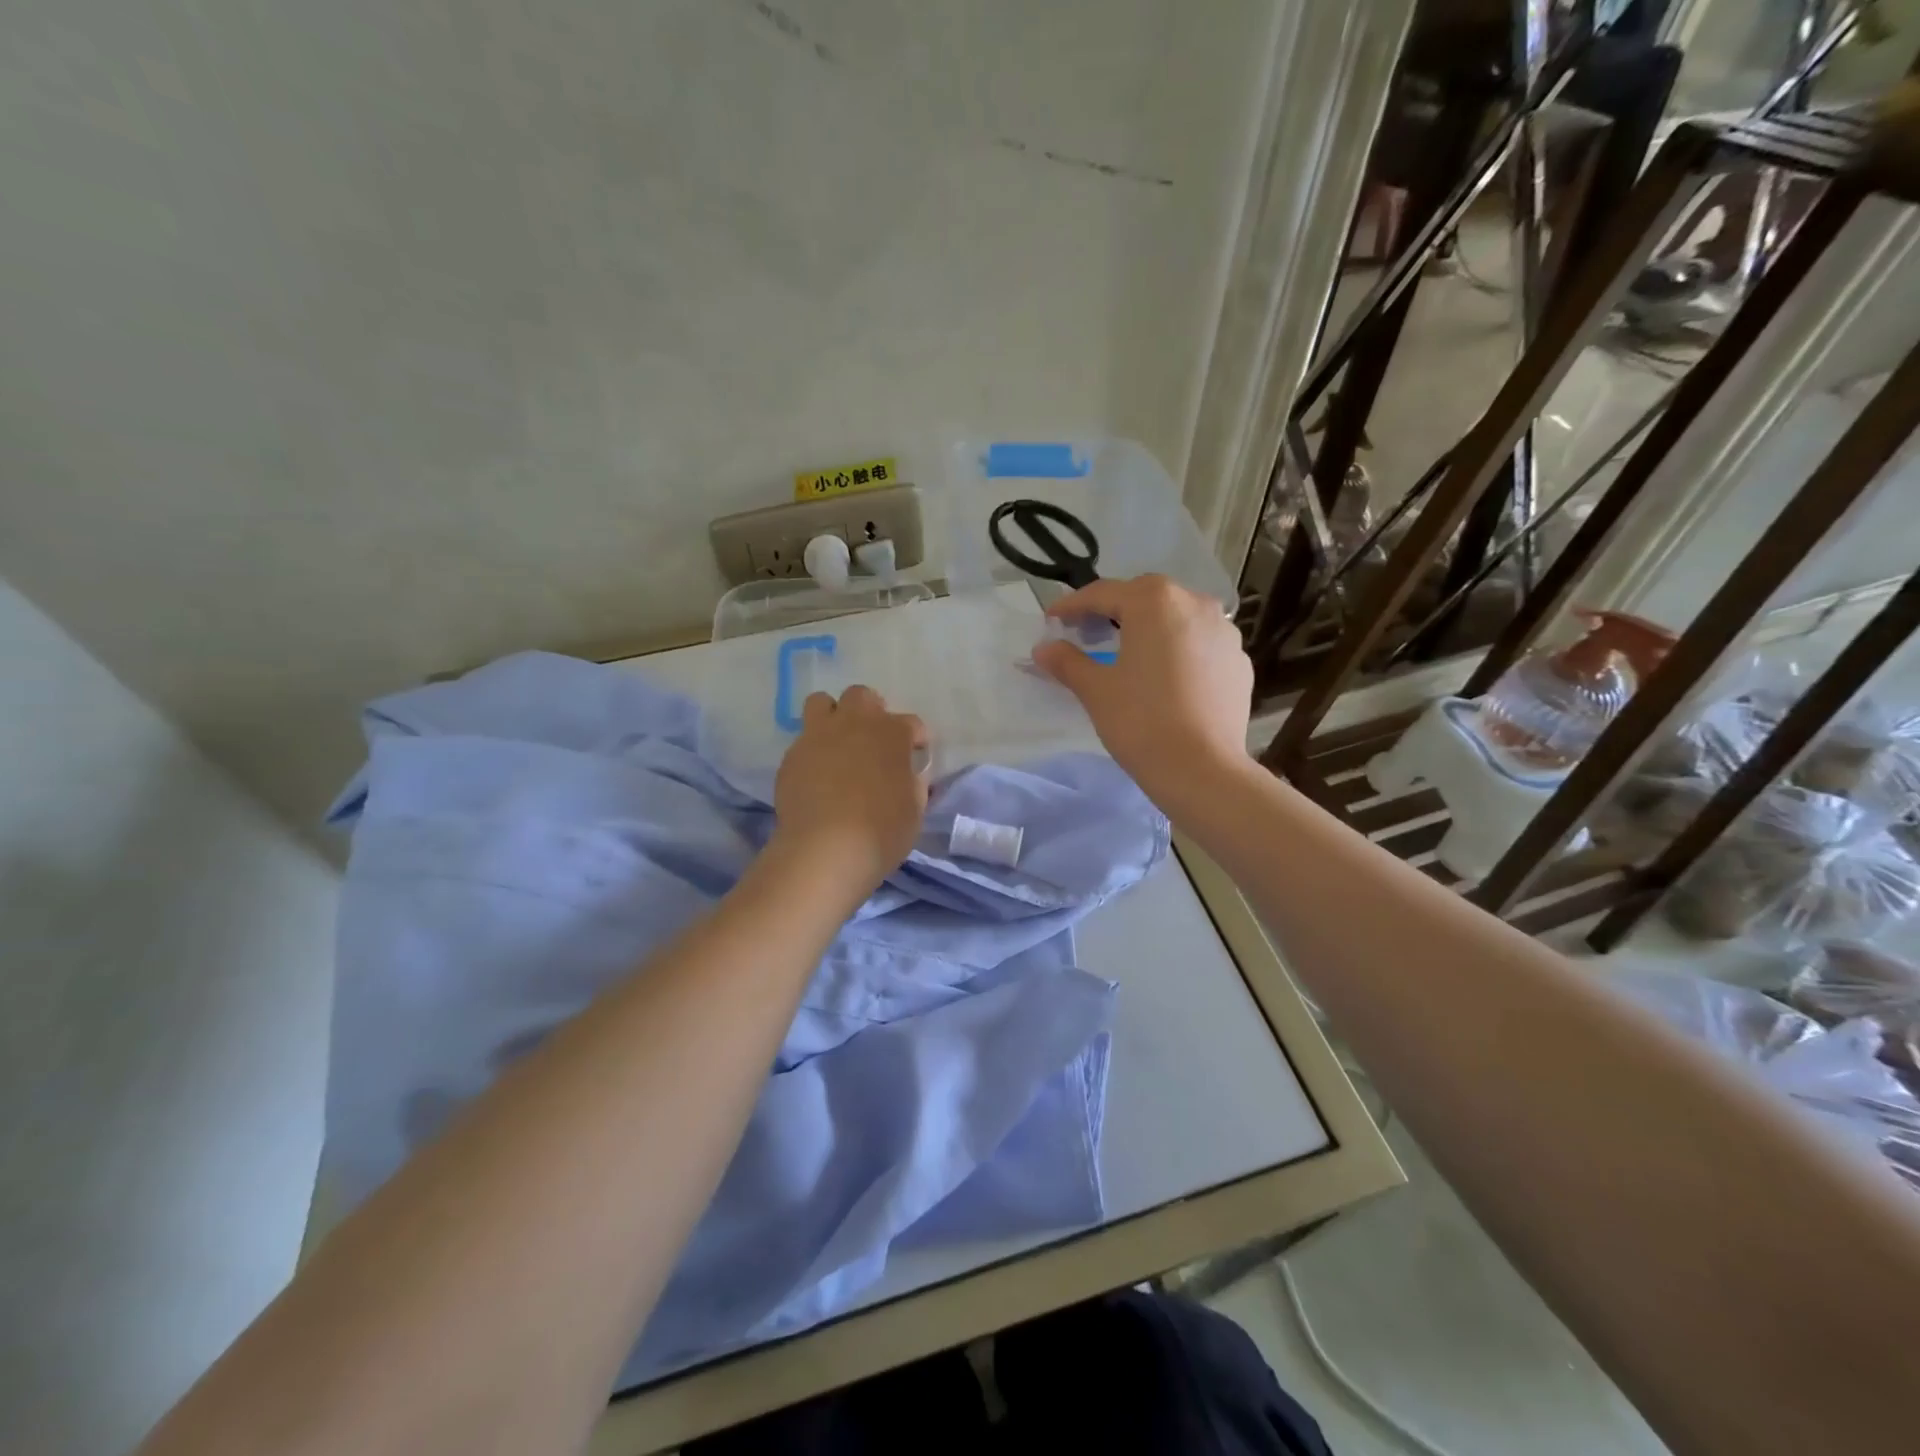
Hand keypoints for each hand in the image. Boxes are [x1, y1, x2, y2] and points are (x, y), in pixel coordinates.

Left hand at [771, 685, 929, 892]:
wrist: (825, 848)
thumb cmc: (882, 831)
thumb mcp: (915, 809)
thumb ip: (913, 783)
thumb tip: (908, 774)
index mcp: (892, 733)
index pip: (911, 724)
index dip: (916, 739)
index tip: (915, 755)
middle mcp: (855, 723)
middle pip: (862, 697)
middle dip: (870, 712)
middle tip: (873, 740)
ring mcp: (819, 735)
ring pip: (822, 702)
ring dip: (833, 716)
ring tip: (838, 743)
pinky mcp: (791, 755)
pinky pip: (803, 739)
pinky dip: (813, 750)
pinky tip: (817, 774)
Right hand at [1032, 575, 1253, 804]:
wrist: (1203, 770)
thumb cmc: (1141, 721)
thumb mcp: (1095, 689)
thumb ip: (1067, 661)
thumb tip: (1043, 648)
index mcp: (1155, 602)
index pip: (1103, 593)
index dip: (1072, 606)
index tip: (1052, 620)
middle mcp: (1195, 603)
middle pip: (1145, 598)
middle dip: (1114, 610)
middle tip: (1088, 633)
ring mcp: (1224, 632)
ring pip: (1178, 618)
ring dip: (1150, 627)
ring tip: (1130, 652)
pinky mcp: (1239, 662)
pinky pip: (1200, 644)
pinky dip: (1178, 650)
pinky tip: (1166, 677)